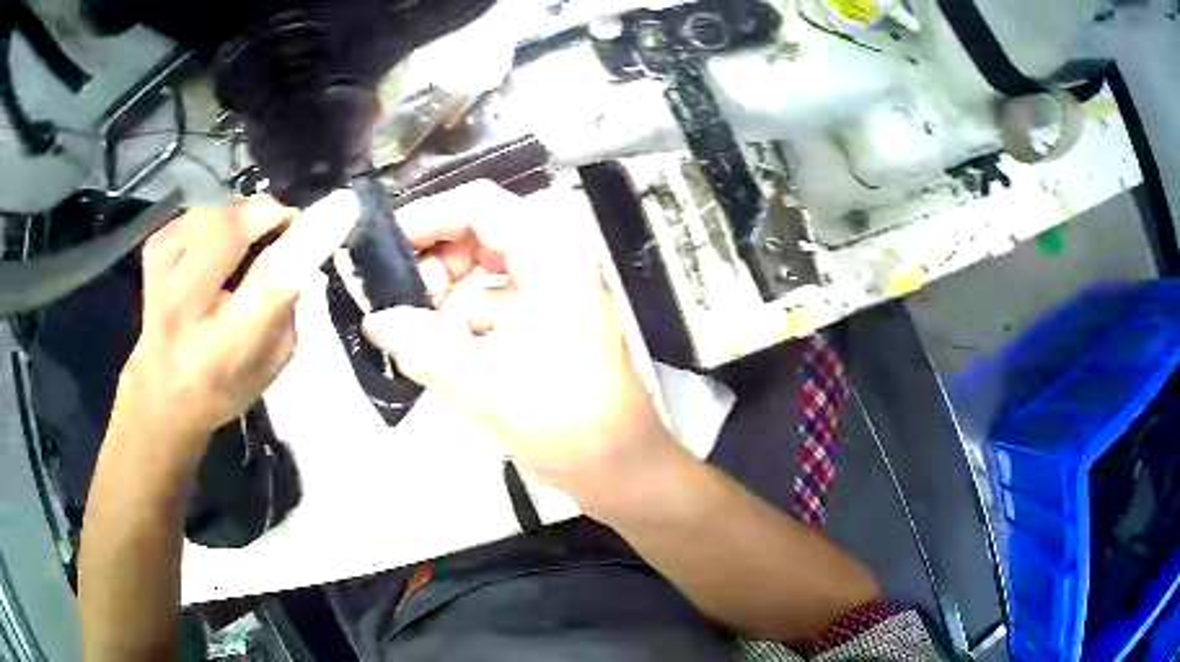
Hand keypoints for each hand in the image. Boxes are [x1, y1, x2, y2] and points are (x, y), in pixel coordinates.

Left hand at [112, 191, 359, 456]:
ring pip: (214, 213)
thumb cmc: (225, 386)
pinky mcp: (152, 252)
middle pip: (231, 229)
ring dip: (240, 221)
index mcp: (228, 346)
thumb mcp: (272, 364)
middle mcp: (188, 307)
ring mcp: (162, 275)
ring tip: (241, 250)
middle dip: (268, 214)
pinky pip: (195, 214)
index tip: (342, 206)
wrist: (161, 395)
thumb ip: (290, 308)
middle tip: (281, 229)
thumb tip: (305, 250)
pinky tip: (211, 252)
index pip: (271, 281)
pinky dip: (214, 223)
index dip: (307, 239)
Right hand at [363, 181, 680, 514]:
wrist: (622, 469)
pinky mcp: (545, 324)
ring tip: (413, 328)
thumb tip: (373, 320)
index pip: (479, 205)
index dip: (426, 217)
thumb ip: (421, 345)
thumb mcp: (484, 383)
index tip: (383, 250)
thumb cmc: (566, 423)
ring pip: (482, 270)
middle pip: (479, 232)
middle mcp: (554, 261)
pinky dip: (460, 318)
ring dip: (445, 293)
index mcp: (551, 255)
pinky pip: (492, 304)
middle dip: (433, 261)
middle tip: (399, 300)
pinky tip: (435, 347)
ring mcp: (552, 293)